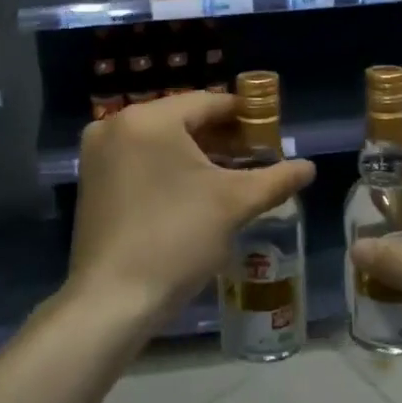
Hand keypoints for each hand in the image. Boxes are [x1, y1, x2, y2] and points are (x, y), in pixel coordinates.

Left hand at [68, 93, 314, 331]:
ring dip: (197, 153)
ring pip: (161, 140)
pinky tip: (196, 190)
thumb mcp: (234, 204)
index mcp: (148, 119)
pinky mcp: (92, 180)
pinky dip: (169, 167)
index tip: (272, 132)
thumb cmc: (177, 239)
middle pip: (182, 119)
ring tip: (233, 174)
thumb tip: (309, 168)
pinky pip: (140, 159)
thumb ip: (275, 179)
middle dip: (222, 137)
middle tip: (257, 156)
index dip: (245, 115)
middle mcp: (116, 125)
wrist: (113, 300)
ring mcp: (98, 153)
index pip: (207, 102)